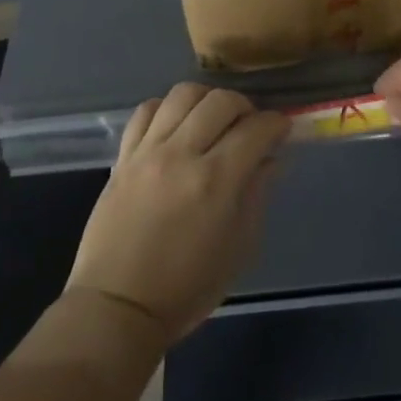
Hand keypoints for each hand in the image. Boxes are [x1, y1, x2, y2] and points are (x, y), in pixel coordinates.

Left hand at [66, 84, 289, 345]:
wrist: (118, 307)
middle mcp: (181, 155)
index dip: (276, 124)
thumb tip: (271, 159)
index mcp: (216, 182)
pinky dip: (166, 109)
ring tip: (212, 120)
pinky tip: (176, 126)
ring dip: (206, 100)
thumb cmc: (187, 288)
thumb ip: (257, 195)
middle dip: (244, 107)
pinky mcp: (123, 156)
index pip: (255, 129)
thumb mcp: (239, 248)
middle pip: (220, 101)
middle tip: (249, 126)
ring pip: (182, 94)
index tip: (281, 129)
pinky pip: (146, 111)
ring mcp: (148, 152)